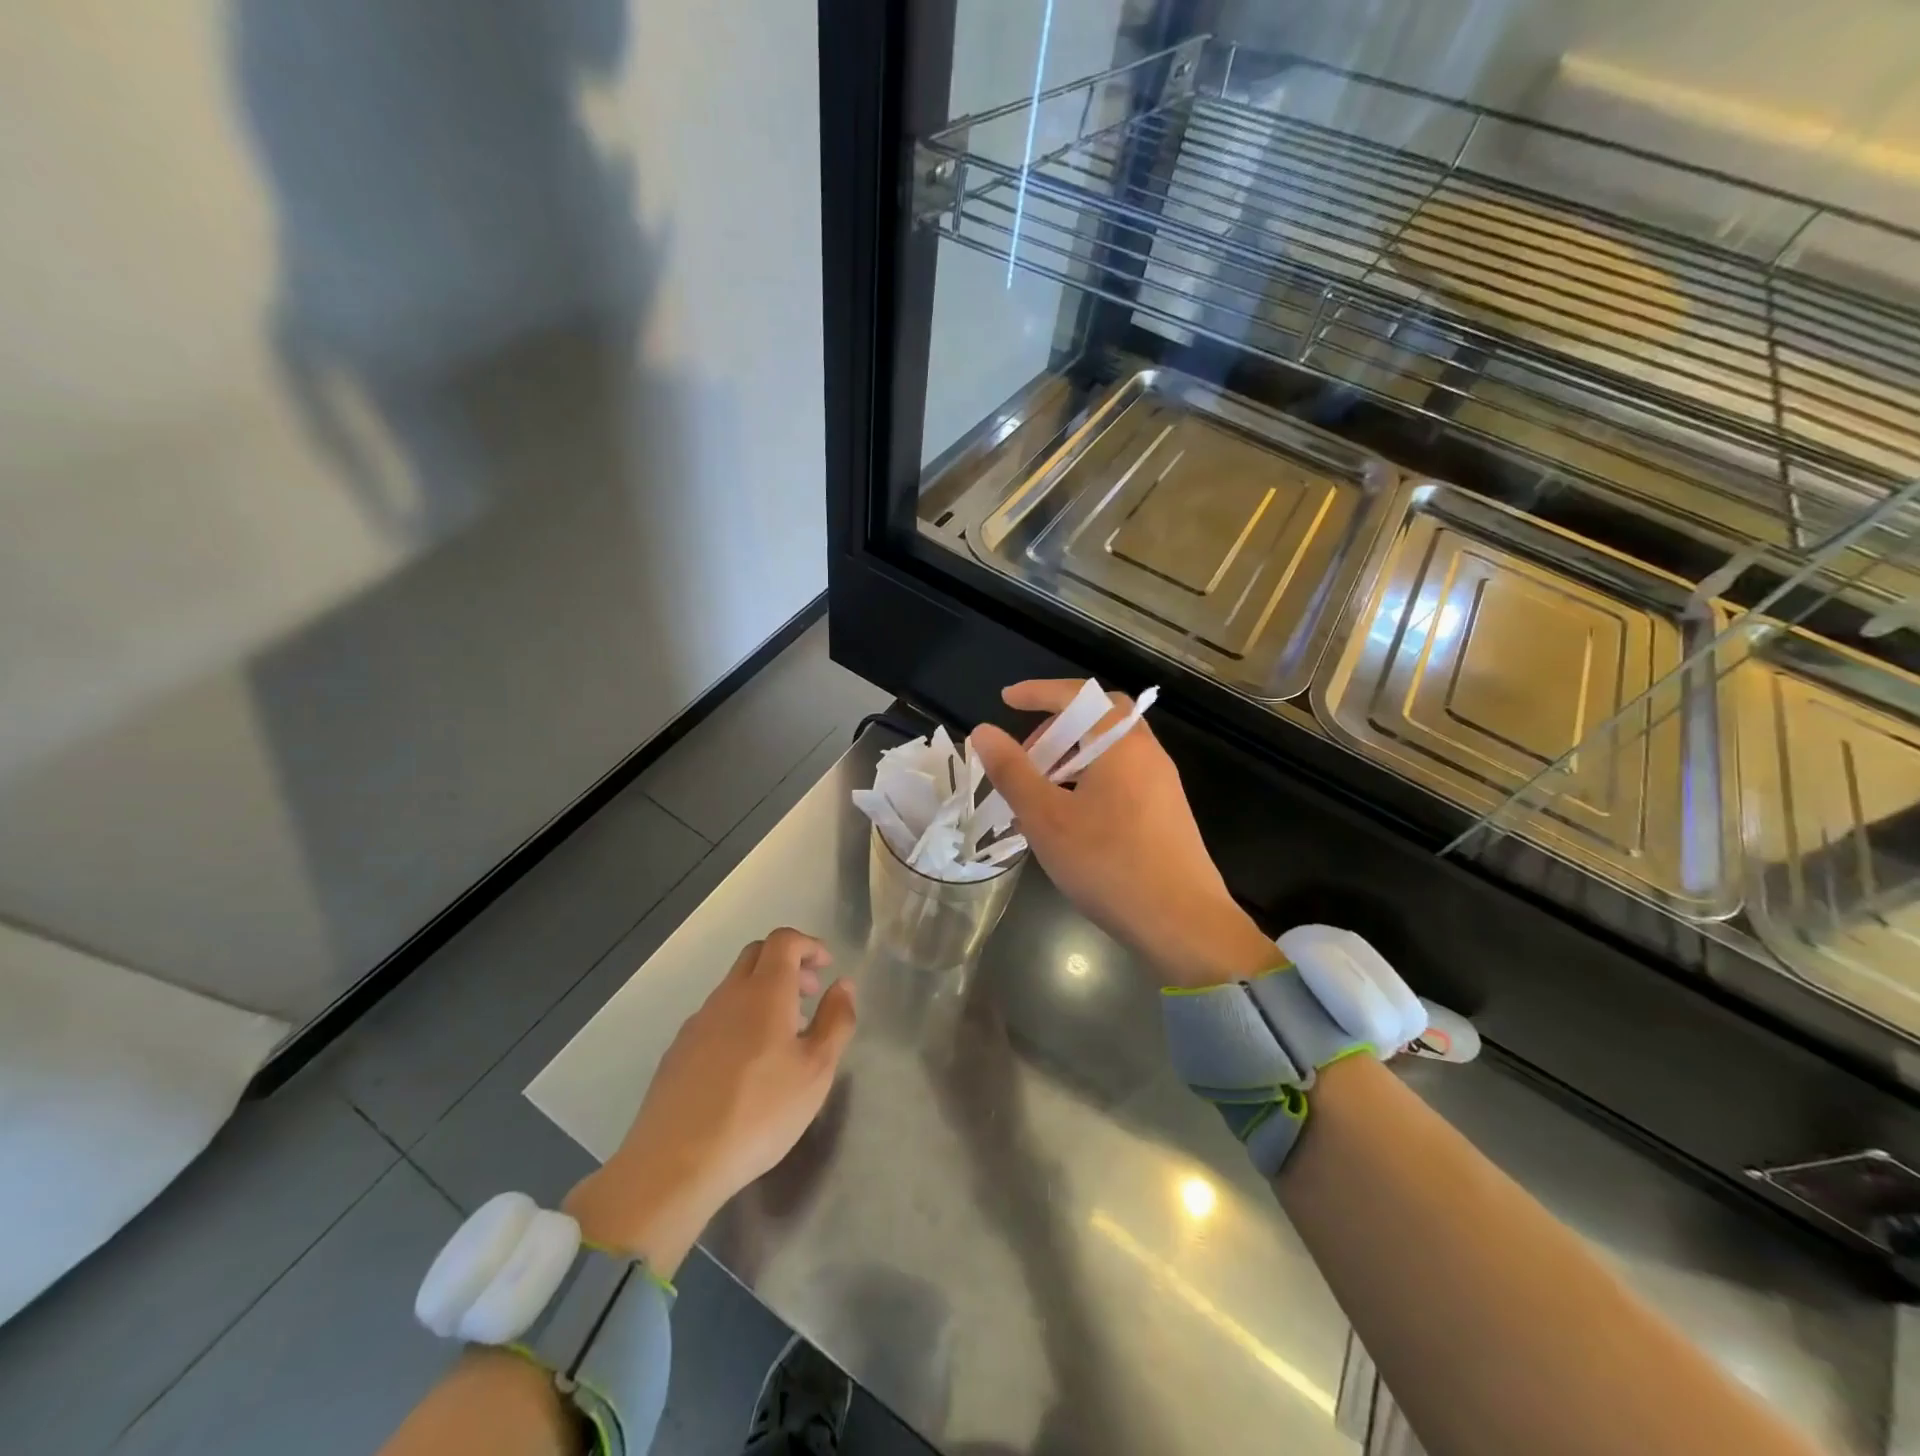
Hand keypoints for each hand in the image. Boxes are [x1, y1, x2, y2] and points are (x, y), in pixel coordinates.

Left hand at [563, 928, 855, 1276]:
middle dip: (787, 963)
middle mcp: (728, 996)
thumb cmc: (759, 1113)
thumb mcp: (817, 1071)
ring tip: (783, 1036)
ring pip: (734, 987)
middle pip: (756, 955)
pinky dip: (739, 1019)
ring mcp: (697, 1023)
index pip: (784, 940)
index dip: (809, 944)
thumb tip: (843, 985)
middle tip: (809, 994)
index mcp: (765, 992)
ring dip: (763, 993)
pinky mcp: (677, 1052)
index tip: (827, 966)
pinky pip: (715, 1017)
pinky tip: (746, 1064)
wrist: (675, 1164)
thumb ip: (836, 1021)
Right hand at [971, 680, 1279, 988]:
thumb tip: (984, 732)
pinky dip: (1091, 777)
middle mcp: (1148, 753)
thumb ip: (1013, 771)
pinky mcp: (1167, 811)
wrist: (1183, 923)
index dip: (1039, 692)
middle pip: (1101, 716)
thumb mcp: (1047, 818)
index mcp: (1121, 743)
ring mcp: (1163, 783)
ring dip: (1073, 754)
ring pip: (1112, 749)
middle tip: (1027, 753)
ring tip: (1041, 789)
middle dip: (1057, 724)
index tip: (1007, 700)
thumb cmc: (1109, 865)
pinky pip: (1123, 774)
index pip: (1079, 695)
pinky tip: (1072, 816)